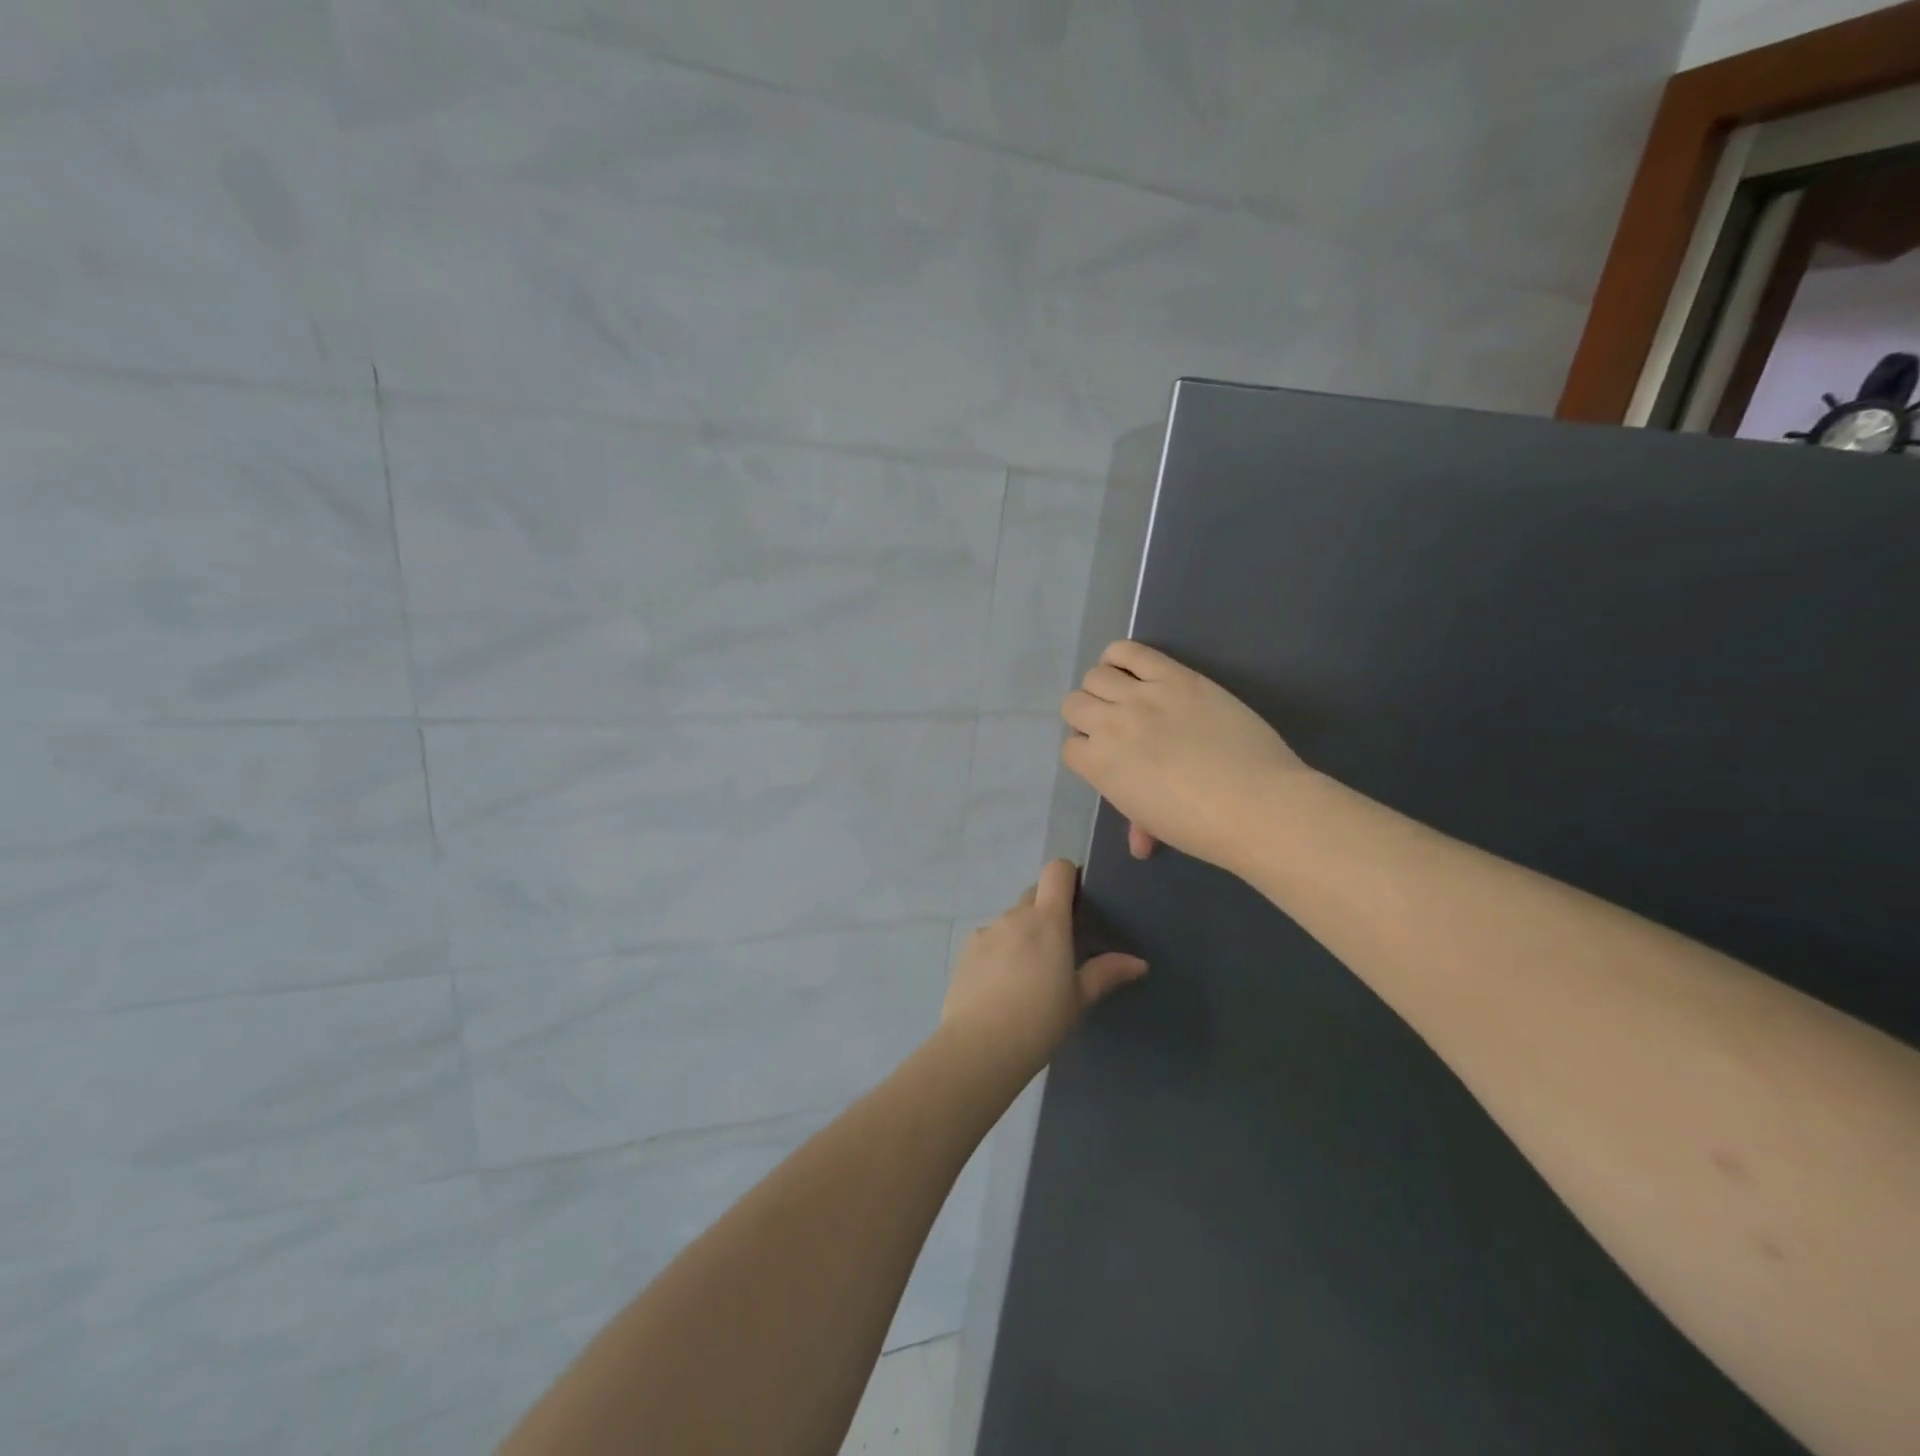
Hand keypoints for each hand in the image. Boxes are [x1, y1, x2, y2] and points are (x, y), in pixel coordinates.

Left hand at [939, 859, 1148, 1082]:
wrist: (979, 1046)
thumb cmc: (1039, 1019)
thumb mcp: (1079, 999)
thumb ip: (1105, 973)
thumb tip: (1138, 962)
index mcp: (1047, 920)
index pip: (1057, 871)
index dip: (1069, 877)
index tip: (1080, 900)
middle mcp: (1015, 916)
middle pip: (1034, 894)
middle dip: (1048, 910)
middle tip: (1061, 945)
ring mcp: (986, 931)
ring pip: (1011, 920)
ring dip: (1023, 934)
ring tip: (1030, 974)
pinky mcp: (965, 951)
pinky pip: (989, 940)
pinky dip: (1000, 952)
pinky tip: (1002, 986)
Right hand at [1061, 640, 1311, 872]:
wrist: (1255, 804)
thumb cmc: (1201, 827)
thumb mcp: (1156, 824)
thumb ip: (1137, 822)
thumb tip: (1139, 842)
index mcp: (1099, 765)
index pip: (1071, 747)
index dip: (1088, 751)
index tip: (1108, 756)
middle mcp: (1110, 724)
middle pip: (1074, 704)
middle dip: (1088, 716)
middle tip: (1116, 727)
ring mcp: (1142, 695)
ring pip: (1096, 675)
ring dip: (1104, 687)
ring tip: (1127, 697)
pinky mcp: (1176, 676)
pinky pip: (1130, 651)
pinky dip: (1121, 656)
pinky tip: (1133, 670)